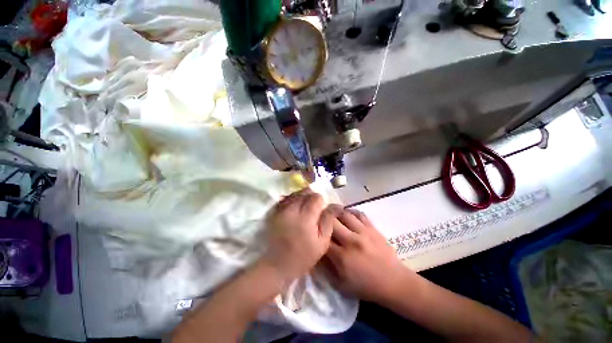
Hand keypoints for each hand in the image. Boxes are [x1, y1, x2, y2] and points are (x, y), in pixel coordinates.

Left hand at [263, 189, 334, 282]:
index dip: (320, 201)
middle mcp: (292, 209)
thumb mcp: (322, 242)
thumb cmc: (303, 256)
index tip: (321, 210)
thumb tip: (336, 205)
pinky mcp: (274, 212)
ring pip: (295, 194)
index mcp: (306, 216)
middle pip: (305, 193)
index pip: (316, 197)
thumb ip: (328, 220)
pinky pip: (285, 199)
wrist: (277, 264)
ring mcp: (281, 209)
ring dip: (302, 197)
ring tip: (304, 208)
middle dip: (311, 197)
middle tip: (313, 209)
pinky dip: (292, 199)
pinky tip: (295, 207)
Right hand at [321, 207, 415, 303]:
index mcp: (342, 257)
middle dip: (322, 218)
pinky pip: (359, 214)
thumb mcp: (341, 285)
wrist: (394, 282)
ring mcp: (363, 232)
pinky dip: (350, 211)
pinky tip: (346, 213)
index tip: (312, 230)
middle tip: (318, 217)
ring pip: (344, 214)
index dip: (315, 232)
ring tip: (330, 212)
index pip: (322, 239)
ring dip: (335, 212)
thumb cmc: (366, 286)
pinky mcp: (372, 228)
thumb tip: (317, 251)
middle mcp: (351, 240)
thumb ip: (326, 268)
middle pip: (331, 222)